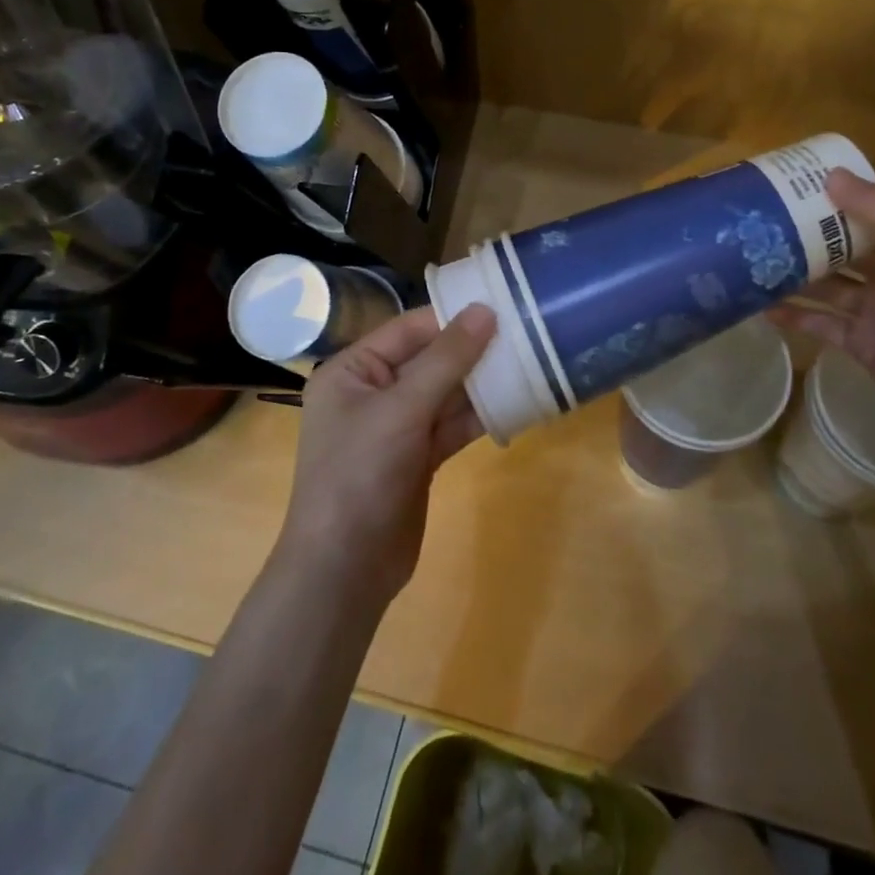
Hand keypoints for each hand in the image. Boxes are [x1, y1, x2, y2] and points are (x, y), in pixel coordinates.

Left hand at [278, 304, 495, 609]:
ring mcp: (396, 427)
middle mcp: (372, 392)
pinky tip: (517, 402)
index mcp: (353, 371)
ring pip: (445, 393)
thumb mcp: (402, 409)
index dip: (453, 317)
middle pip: (430, 359)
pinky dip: (480, 415)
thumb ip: (446, 359)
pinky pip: (452, 424)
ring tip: (529, 360)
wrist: (345, 570)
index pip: (408, 330)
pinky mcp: (417, 457)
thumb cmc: (360, 475)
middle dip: (473, 350)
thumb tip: (485, 310)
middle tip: (524, 330)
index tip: (501, 304)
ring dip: (482, 382)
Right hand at [768, 171, 874, 445]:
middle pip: (839, 249)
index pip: (865, 212)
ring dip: (793, 275)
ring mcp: (873, 311)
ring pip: (825, 286)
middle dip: (803, 236)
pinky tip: (762, 309)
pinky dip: (794, 316)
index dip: (832, 197)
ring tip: (751, 262)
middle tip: (758, 223)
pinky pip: (820, 323)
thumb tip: (830, 175)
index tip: (789, 184)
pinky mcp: (859, 344)